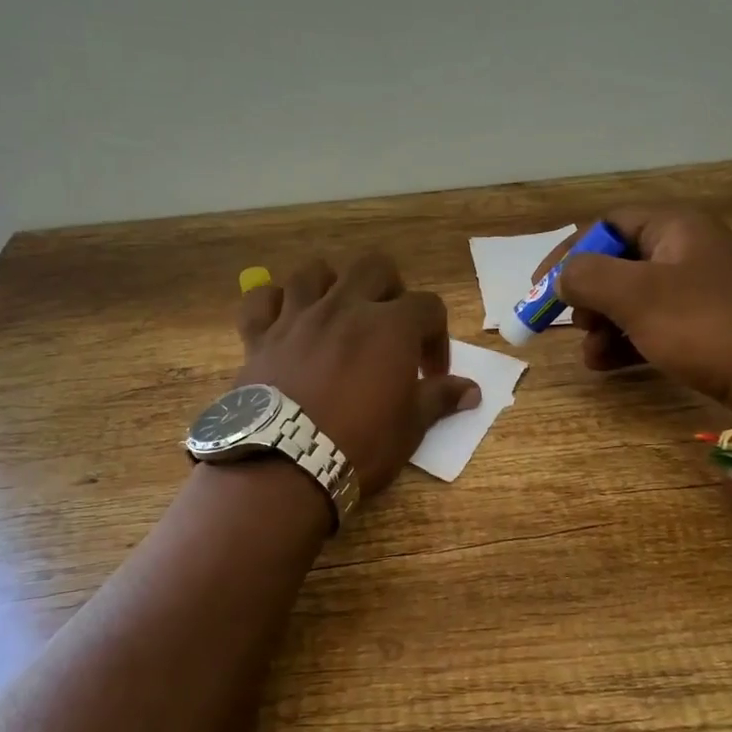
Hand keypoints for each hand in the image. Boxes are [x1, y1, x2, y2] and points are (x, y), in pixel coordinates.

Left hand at [236, 253, 480, 497]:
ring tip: (336, 315)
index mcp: (390, 326)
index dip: (437, 337)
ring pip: (314, 272)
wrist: (286, 464)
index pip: (428, 307)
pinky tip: (282, 320)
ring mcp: (298, 317)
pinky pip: (261, 300)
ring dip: (330, 286)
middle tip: (388, 326)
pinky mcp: (260, 336)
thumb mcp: (410, 428)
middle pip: (374, 267)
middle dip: (389, 290)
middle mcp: (345, 308)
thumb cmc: (359, 445)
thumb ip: (439, 399)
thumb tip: (472, 391)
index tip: (431, 373)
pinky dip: (272, 304)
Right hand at [540, 206, 731, 419]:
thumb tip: (561, 277)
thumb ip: (586, 277)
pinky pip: (655, 323)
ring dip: (603, 324)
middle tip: (572, 323)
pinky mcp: (709, 322)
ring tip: (591, 354)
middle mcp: (689, 248)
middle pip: (618, 262)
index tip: (540, 287)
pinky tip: (609, 364)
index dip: (568, 253)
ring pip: (634, 297)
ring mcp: (702, 287)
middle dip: (587, 295)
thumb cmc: (704, 325)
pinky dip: (628, 340)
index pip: (606, 224)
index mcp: (676, 226)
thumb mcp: (636, 296)